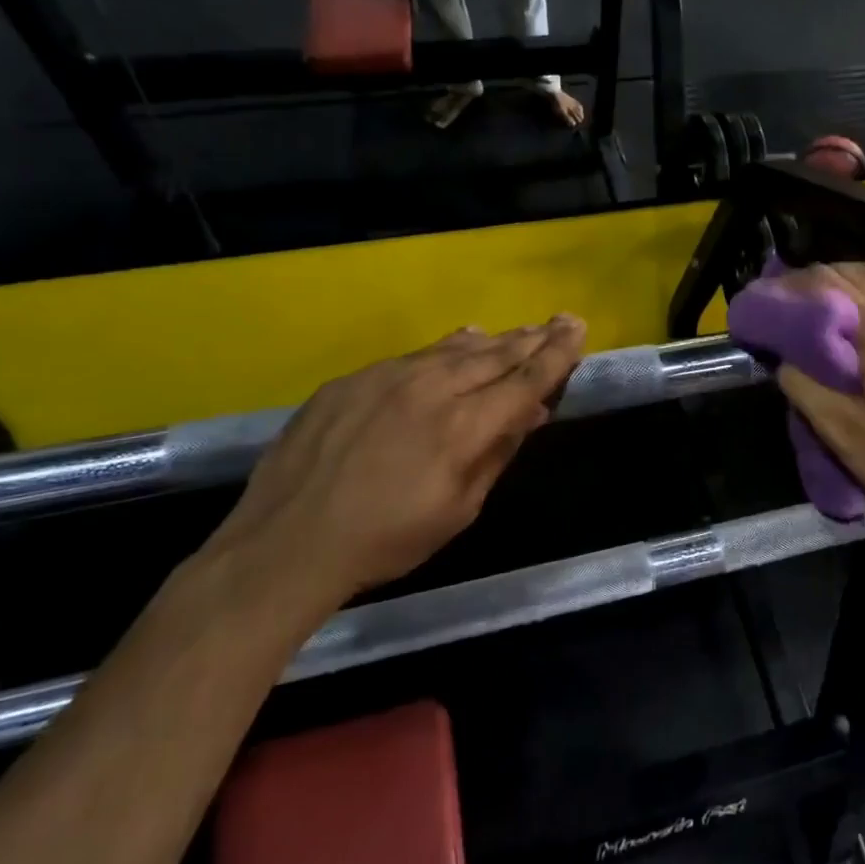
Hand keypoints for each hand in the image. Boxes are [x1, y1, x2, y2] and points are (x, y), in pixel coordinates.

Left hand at [208, 319, 585, 621]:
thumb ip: (497, 453)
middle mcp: (432, 388)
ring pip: (455, 348)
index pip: (525, 379)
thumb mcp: (458, 509)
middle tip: (559, 321)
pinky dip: (446, 348)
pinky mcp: (354, 378)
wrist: (286, 543)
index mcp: (464, 426)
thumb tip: (529, 412)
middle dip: (533, 338)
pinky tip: (459, 341)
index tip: (577, 329)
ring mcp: (388, 376)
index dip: (556, 354)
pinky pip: (414, 355)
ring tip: (518, 332)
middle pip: (496, 354)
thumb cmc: (385, 540)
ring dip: (494, 340)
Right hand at [773, 264, 864, 523]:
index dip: (789, 287)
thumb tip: (783, 358)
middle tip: (779, 299)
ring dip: (843, 276)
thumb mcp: (845, 434)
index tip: (761, 299)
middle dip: (809, 280)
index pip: (828, 286)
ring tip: (817, 294)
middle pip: (851, 274)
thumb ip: (807, 388)